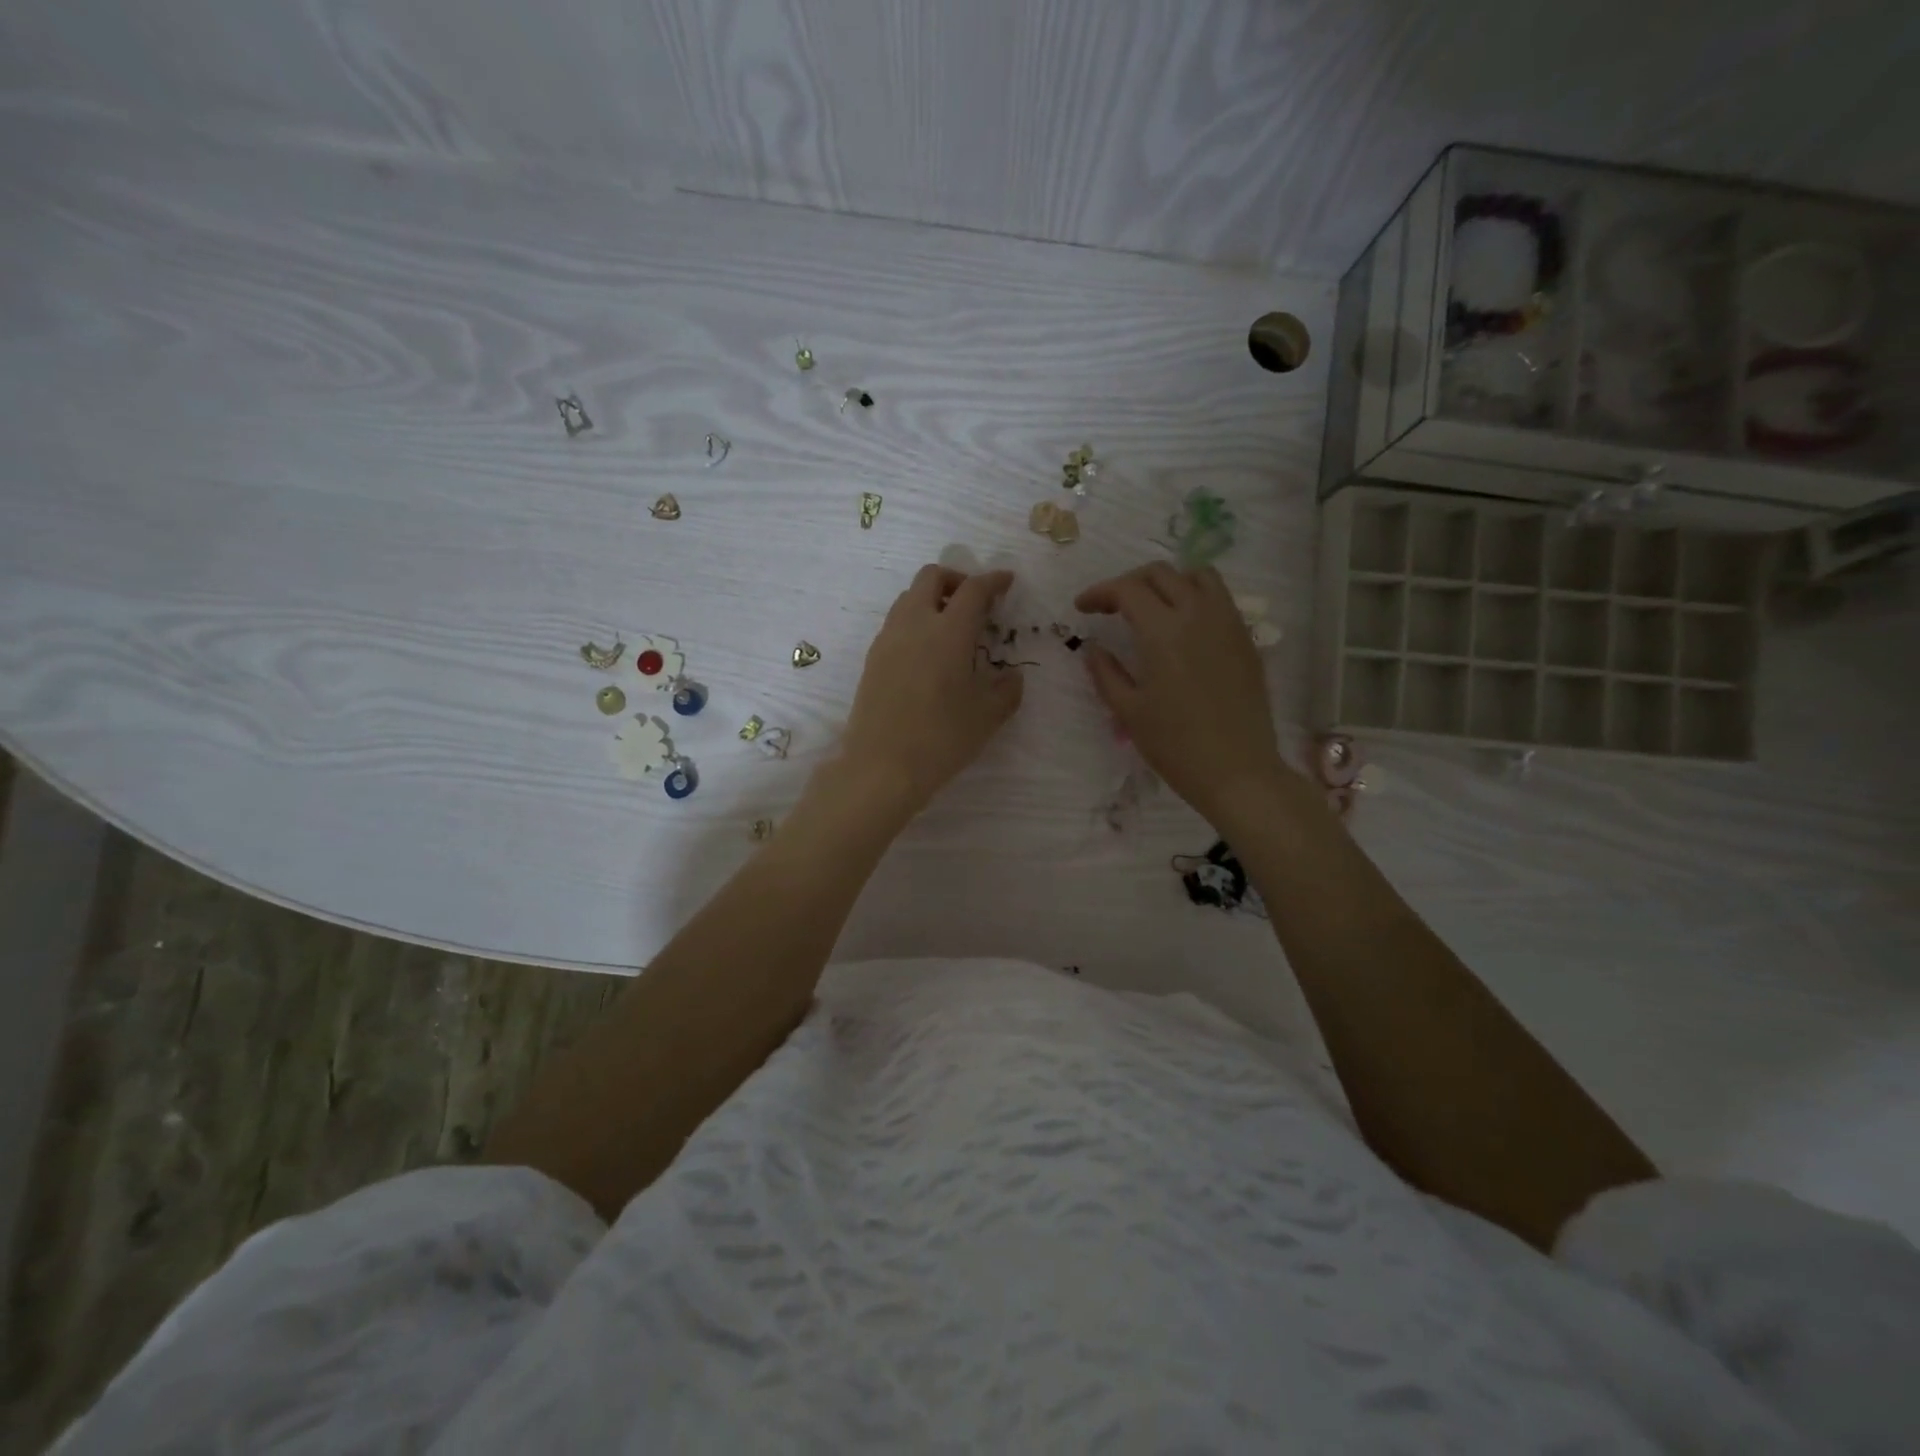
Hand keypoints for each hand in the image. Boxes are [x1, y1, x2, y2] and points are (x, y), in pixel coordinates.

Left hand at [839, 565, 1024, 817]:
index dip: (993, 581)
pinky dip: (916, 622)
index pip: (973, 590)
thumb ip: (1007, 689)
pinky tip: (928, 655)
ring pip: (909, 598)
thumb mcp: (988, 716)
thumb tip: (1011, 676)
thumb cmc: (942, 738)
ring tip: (952, 629)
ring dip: (932, 599)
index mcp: (949, 631)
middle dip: (956, 580)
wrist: (881, 766)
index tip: (1006, 582)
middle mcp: (915, 624)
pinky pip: (896, 623)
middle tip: (975, 603)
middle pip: (931, 577)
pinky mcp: (872, 659)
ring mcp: (888, 639)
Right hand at [1075, 562, 1292, 827]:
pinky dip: (1196, 596)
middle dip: (1129, 583)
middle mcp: (1198, 615)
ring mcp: (1228, 624)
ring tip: (1152, 606)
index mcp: (1163, 632)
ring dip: (1168, 582)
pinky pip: (1220, 598)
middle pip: (1161, 573)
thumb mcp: (1128, 711)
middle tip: (1111, 607)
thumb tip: (1093, 648)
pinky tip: (1184, 626)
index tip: (1082, 608)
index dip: (1100, 592)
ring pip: (1198, 576)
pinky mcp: (1246, 640)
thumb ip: (1106, 672)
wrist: (1237, 771)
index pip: (1127, 590)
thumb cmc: (1175, 745)